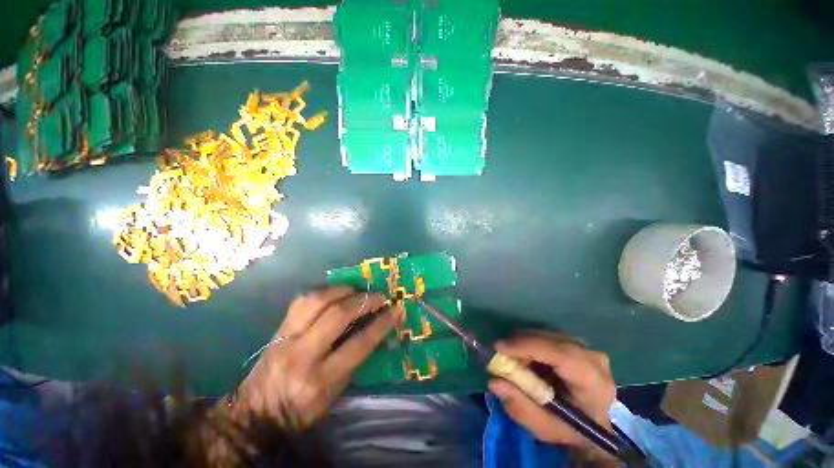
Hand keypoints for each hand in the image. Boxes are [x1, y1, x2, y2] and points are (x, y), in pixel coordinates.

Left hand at [233, 286, 396, 426]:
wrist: (256, 411)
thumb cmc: (302, 408)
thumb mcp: (335, 393)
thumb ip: (354, 360)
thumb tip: (373, 329)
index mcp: (320, 380)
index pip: (358, 345)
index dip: (381, 324)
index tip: (395, 310)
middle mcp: (302, 355)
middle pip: (337, 316)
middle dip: (363, 301)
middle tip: (378, 296)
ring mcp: (286, 338)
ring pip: (316, 301)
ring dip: (342, 290)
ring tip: (356, 290)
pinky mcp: (277, 329)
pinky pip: (301, 300)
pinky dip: (323, 292)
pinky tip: (334, 293)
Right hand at [488, 331, 616, 463]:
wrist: (590, 424)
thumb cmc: (567, 429)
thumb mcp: (543, 427)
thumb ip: (519, 406)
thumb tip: (494, 382)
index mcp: (594, 385)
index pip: (563, 356)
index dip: (529, 347)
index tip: (499, 347)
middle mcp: (594, 360)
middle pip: (552, 341)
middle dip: (522, 344)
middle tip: (500, 354)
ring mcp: (587, 348)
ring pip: (548, 335)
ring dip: (525, 342)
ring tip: (513, 358)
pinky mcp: (577, 343)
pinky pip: (549, 335)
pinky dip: (532, 341)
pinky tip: (526, 356)